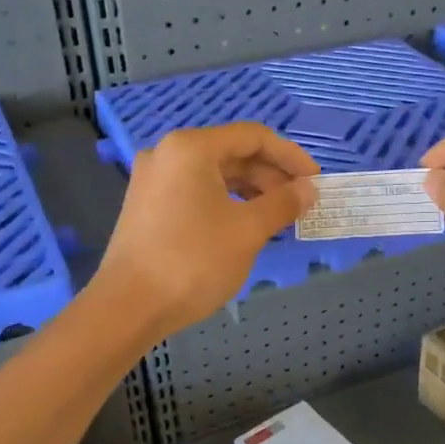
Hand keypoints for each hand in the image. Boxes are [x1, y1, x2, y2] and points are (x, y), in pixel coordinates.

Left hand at [95, 123, 318, 337]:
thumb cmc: (193, 261)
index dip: (290, 156)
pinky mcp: (148, 206)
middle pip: (233, 154)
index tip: (315, 182)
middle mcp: (168, 154)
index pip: (253, 137)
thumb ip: (283, 203)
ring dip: (251, 191)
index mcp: (191, 148)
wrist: (129, 307)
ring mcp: (154, 180)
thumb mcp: (248, 230)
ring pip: (215, 175)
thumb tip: (308, 190)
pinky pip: (197, 192)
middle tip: (300, 204)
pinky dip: (227, 203)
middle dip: (271, 176)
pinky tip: (246, 227)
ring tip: (278, 218)